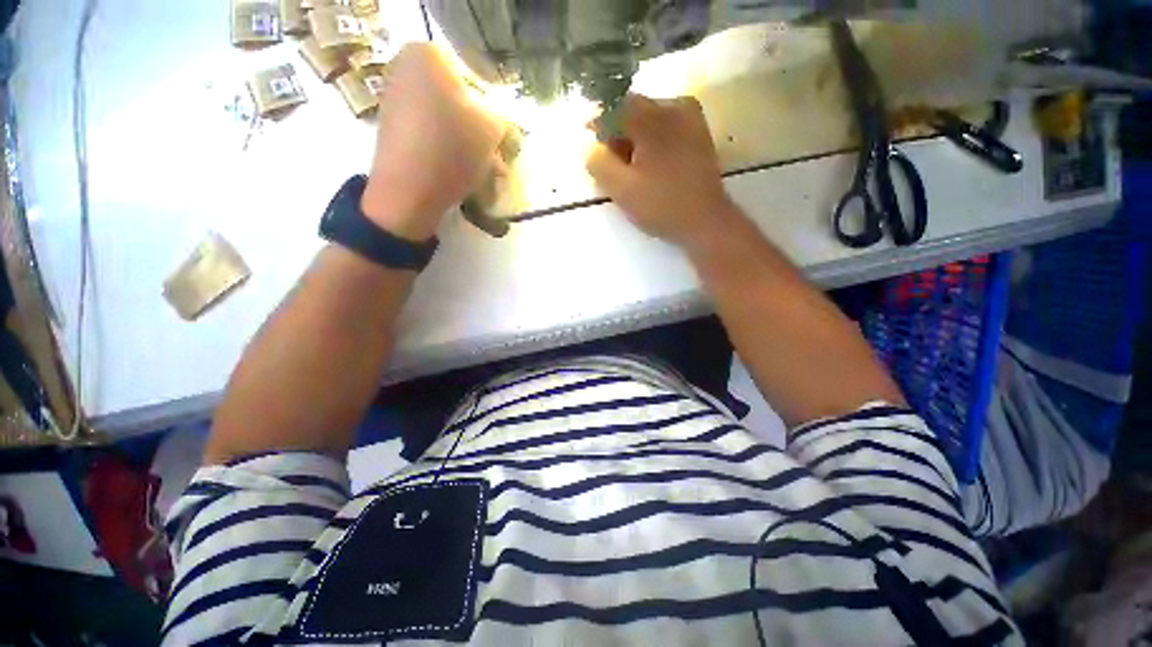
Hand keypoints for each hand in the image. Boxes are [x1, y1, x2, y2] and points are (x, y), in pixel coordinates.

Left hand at [362, 44, 504, 240]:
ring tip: (486, 170)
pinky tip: (464, 171)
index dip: (493, 106)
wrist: (408, 190)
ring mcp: (394, 98)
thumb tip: (498, 119)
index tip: (501, 133)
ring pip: (446, 118)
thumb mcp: (492, 128)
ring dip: (469, 143)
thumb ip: (502, 115)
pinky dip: (449, 148)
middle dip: (481, 128)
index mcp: (428, 54)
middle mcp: (405, 67)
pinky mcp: (392, 127)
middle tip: (496, 155)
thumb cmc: (452, 149)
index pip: (475, 74)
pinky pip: (431, 132)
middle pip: (458, 98)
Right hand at [586, 95, 739, 248]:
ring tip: (633, 166)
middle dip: (618, 133)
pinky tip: (652, 162)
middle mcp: (672, 107)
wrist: (705, 220)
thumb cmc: (661, 206)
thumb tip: (593, 146)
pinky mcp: (699, 131)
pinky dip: (653, 138)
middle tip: (613, 162)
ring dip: (635, 136)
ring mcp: (690, 117)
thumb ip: (598, 163)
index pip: (613, 108)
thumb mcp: (621, 189)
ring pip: (650, 116)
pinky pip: (667, 124)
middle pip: (633, 109)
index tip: (593, 146)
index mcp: (651, 119)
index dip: (598, 126)